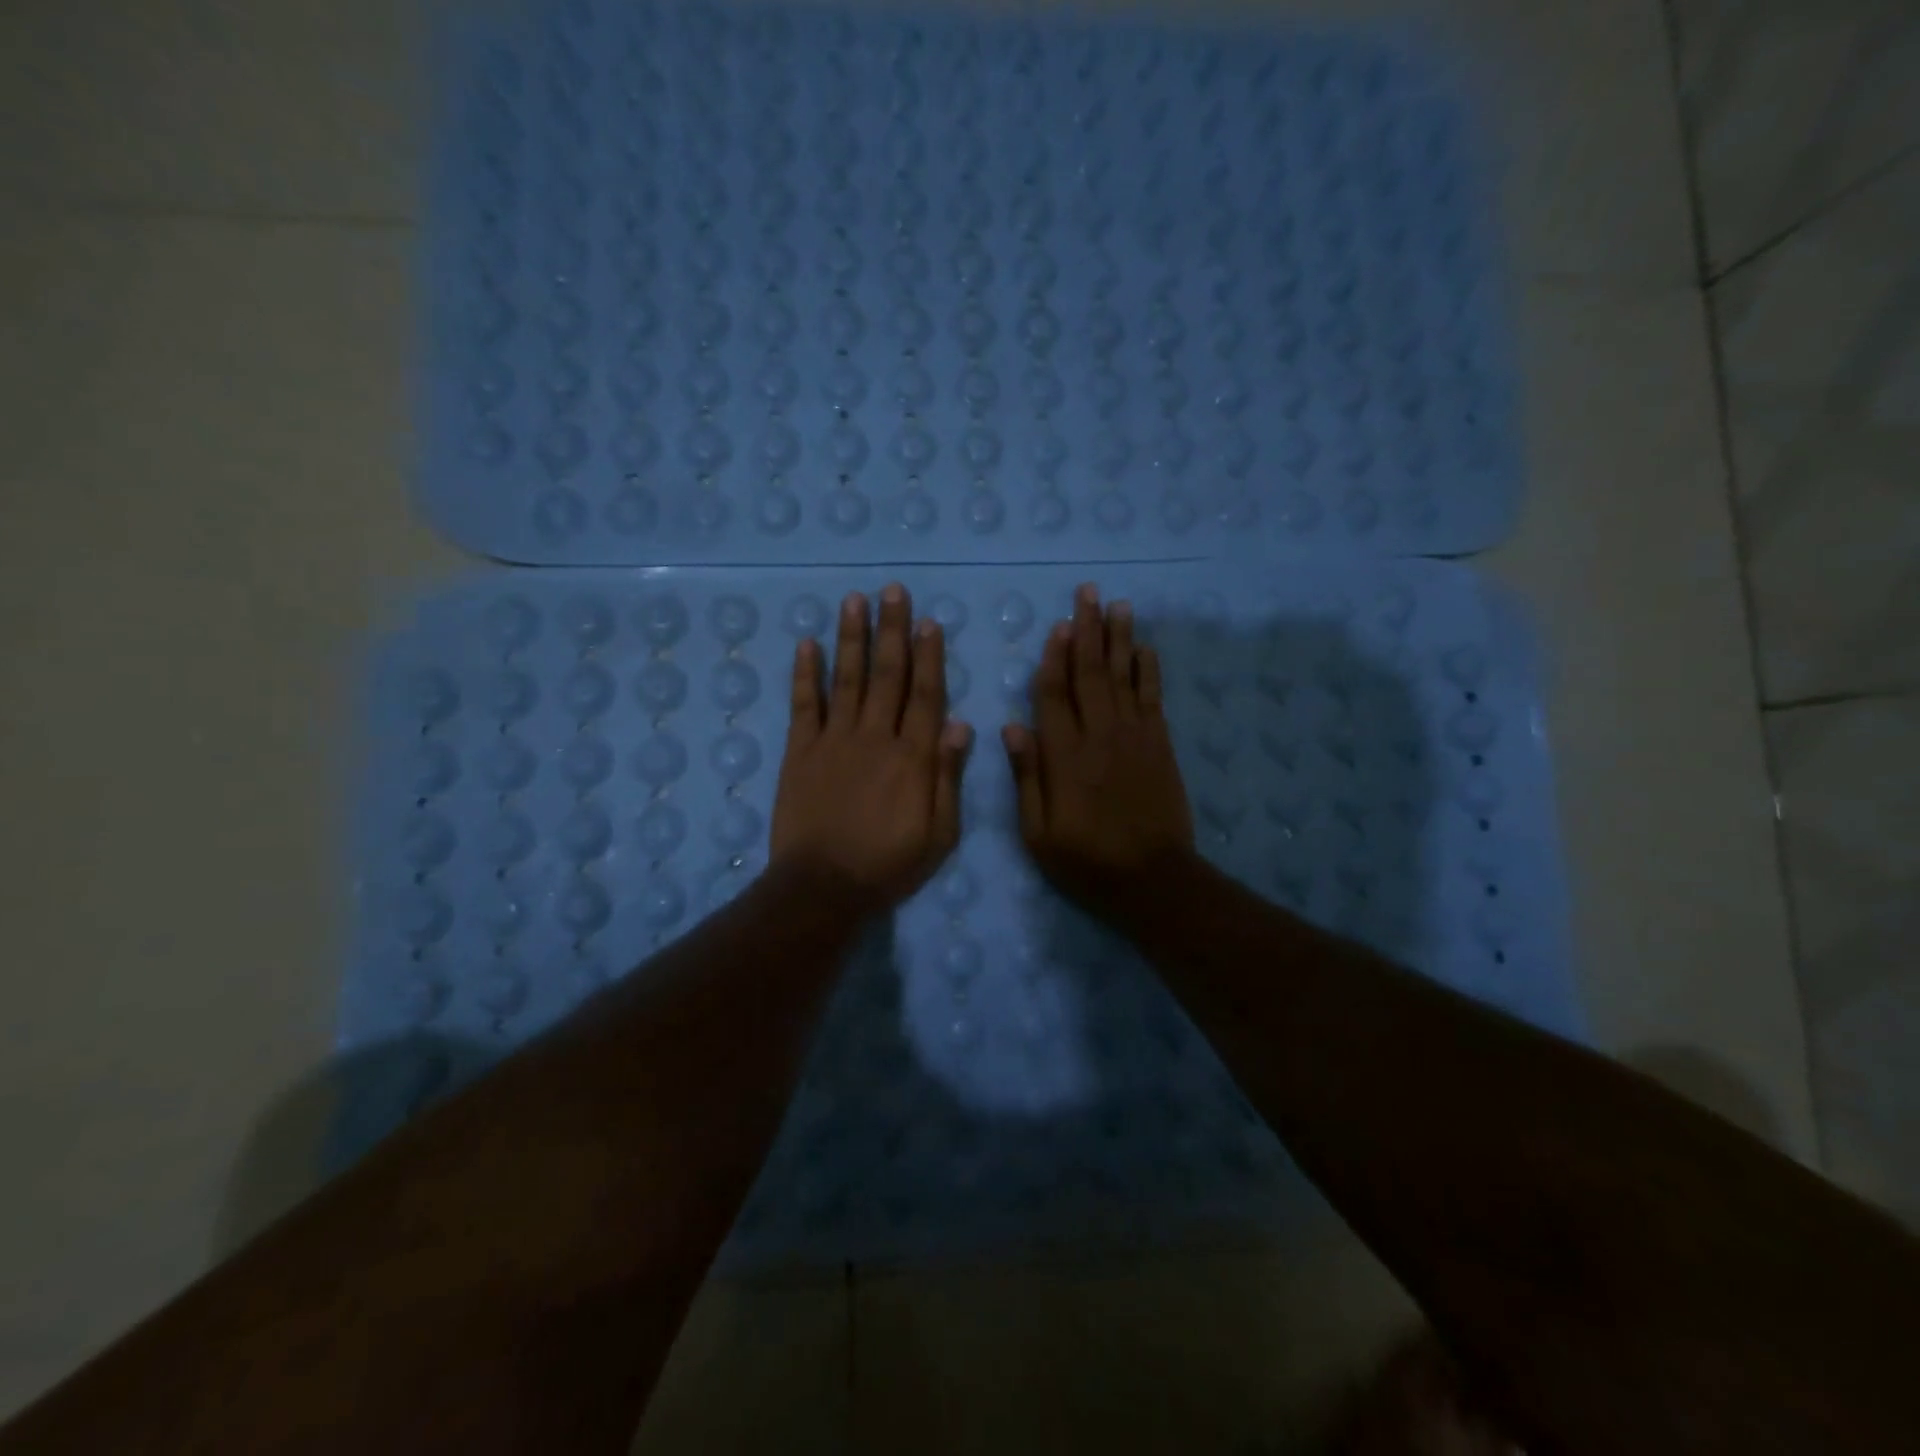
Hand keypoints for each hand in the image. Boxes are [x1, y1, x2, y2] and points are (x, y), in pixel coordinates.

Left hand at [770, 584, 971, 909]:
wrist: (823, 886)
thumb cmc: (889, 864)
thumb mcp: (939, 833)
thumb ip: (948, 777)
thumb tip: (960, 724)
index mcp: (913, 756)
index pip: (925, 694)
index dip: (929, 656)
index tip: (929, 622)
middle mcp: (875, 736)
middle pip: (887, 674)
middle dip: (892, 630)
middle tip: (892, 591)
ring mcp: (834, 740)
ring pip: (847, 678)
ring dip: (852, 637)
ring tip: (854, 600)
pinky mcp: (800, 751)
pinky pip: (804, 704)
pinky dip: (806, 673)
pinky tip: (806, 643)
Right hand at [1004, 584, 1194, 916]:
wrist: (1153, 879)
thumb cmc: (1086, 860)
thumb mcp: (1038, 832)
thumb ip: (1027, 777)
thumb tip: (1012, 727)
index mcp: (1064, 756)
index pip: (1054, 695)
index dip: (1054, 658)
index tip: (1057, 626)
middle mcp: (1099, 735)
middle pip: (1091, 673)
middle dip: (1088, 630)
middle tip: (1088, 593)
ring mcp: (1134, 737)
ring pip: (1124, 676)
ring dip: (1120, 638)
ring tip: (1118, 605)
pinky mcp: (1160, 745)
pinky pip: (1153, 697)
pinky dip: (1148, 670)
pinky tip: (1144, 647)